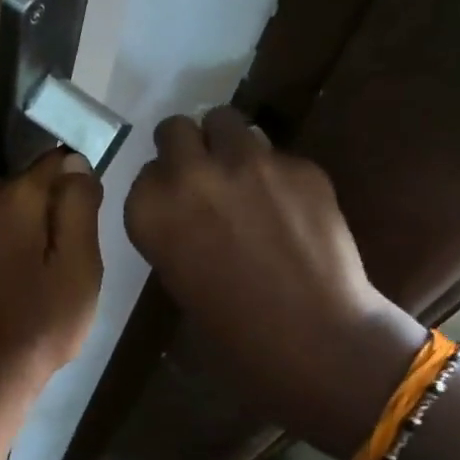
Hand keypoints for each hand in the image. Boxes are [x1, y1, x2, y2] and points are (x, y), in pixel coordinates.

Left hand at [0, 150, 103, 398]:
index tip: (85, 229)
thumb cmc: (42, 322)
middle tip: (67, 261)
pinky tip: (20, 279)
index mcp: (11, 195)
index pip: (59, 162)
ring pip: (15, 208)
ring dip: (33, 229)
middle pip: (34, 185)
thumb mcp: (79, 264)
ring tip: (44, 274)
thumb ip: (79, 204)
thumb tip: (76, 162)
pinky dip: (12, 243)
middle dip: (54, 212)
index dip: (80, 191)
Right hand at [123, 107, 421, 437]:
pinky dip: (276, 172)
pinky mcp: (298, 164)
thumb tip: (188, 204)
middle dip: (188, 147)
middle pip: (177, 129)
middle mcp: (192, 174)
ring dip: (228, 143)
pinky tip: (290, 207)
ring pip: (226, 120)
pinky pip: (276, 153)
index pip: (146, 170)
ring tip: (246, 177)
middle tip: (205, 173)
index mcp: (151, 209)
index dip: (164, 183)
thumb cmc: (231, 329)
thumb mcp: (176, 274)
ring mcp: (248, 163)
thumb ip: (172, 225)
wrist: (313, 338)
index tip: (177, 201)